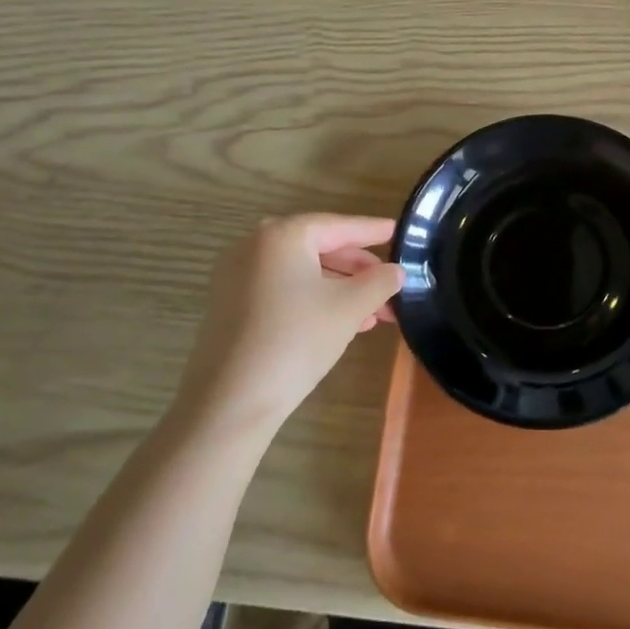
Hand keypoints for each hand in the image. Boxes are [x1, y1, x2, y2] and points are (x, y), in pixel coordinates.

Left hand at [180, 214, 403, 438]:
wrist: (230, 402)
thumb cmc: (296, 340)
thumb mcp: (350, 307)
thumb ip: (380, 282)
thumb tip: (396, 271)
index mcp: (282, 235)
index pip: (339, 226)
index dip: (373, 231)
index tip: (399, 231)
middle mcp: (255, 246)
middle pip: (320, 248)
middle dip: (359, 270)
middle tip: (392, 284)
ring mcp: (238, 277)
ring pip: (303, 273)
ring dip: (341, 290)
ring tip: (375, 312)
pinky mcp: (232, 306)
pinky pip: (284, 291)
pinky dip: (314, 300)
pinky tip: (343, 323)